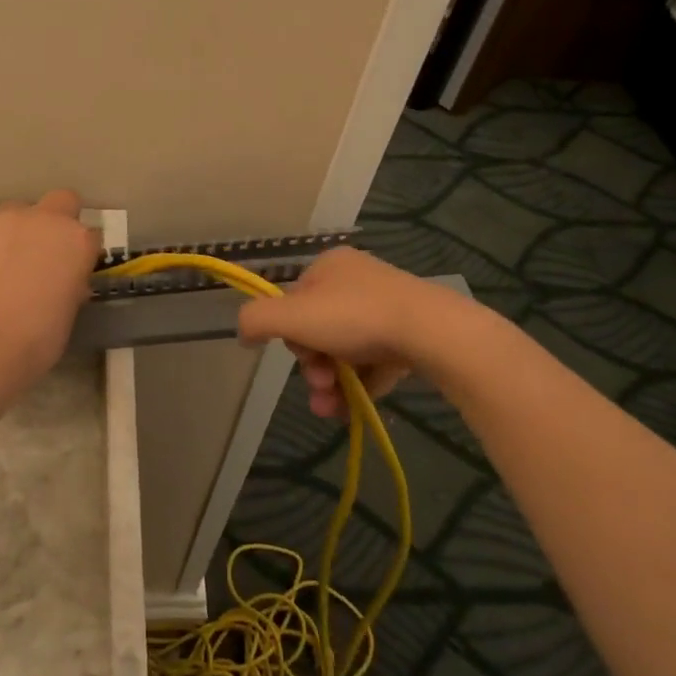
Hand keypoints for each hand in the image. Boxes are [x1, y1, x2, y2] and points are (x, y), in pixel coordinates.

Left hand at [0, 189, 97, 381]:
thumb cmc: (38, 338)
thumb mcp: (69, 311)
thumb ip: (70, 284)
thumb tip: (63, 280)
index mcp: (78, 241)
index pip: (90, 235)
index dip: (81, 253)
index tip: (72, 272)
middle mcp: (45, 219)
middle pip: (61, 201)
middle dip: (56, 221)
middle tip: (43, 254)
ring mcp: (5, 220)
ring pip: (18, 212)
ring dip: (18, 231)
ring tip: (5, 265)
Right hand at [237, 247, 437, 417]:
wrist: (432, 332)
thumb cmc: (355, 318)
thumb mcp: (292, 316)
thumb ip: (256, 320)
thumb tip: (243, 332)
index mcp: (330, 266)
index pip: (295, 301)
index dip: (291, 335)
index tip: (301, 359)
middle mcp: (358, 280)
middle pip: (319, 329)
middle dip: (314, 365)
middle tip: (320, 386)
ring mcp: (388, 306)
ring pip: (346, 349)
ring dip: (333, 382)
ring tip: (335, 409)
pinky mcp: (412, 333)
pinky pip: (376, 360)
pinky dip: (363, 383)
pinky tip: (358, 406)